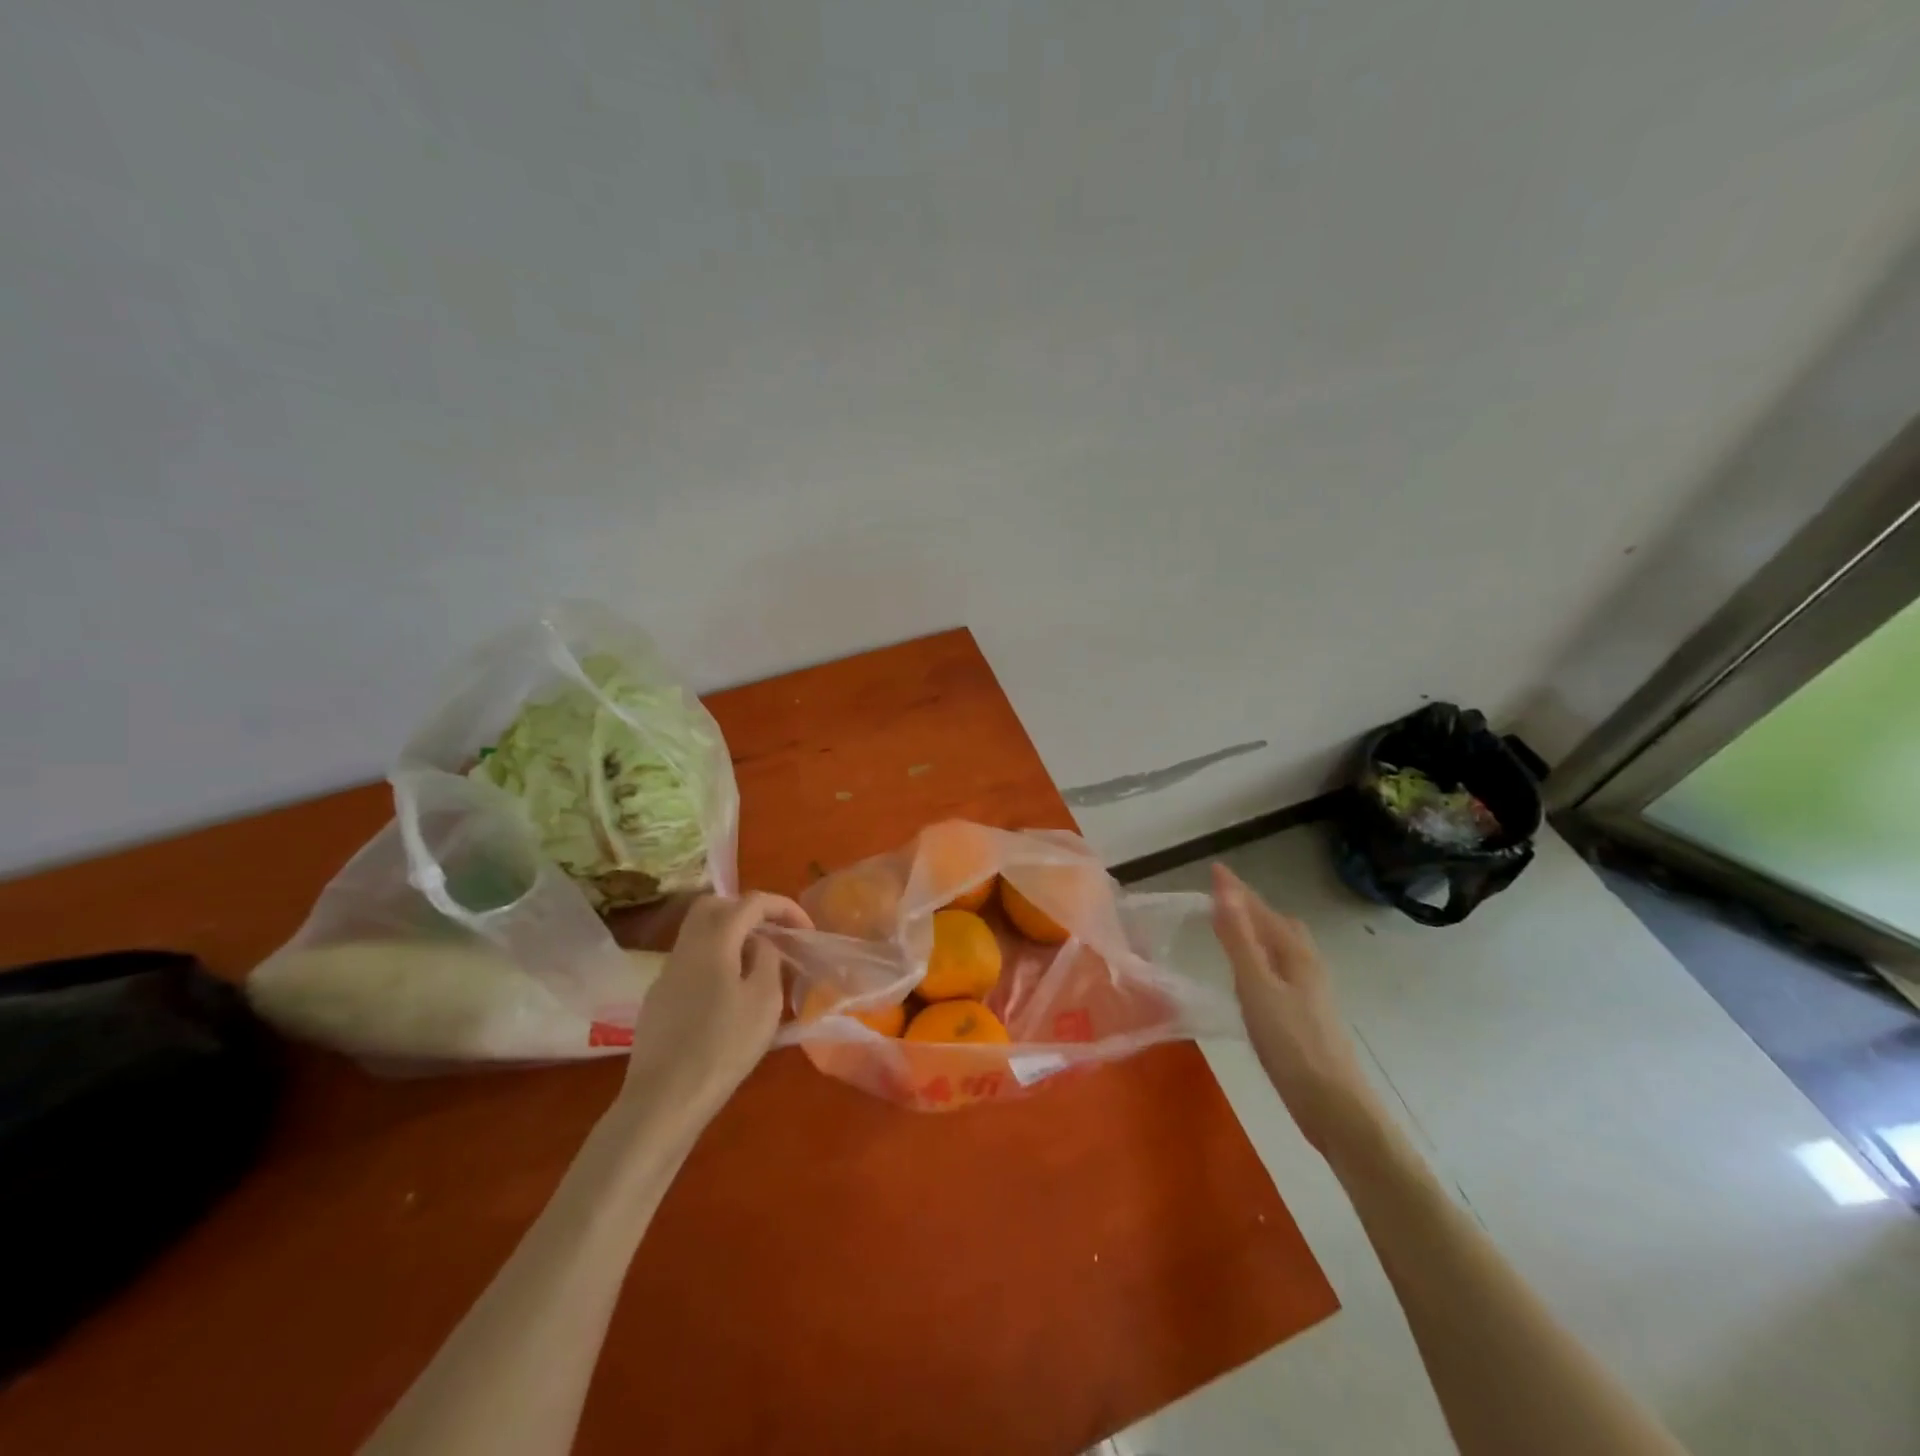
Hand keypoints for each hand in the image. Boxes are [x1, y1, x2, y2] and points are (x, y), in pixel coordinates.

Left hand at [620, 892, 811, 1120]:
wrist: (664, 1098)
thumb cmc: (723, 1046)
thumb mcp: (764, 1001)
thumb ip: (767, 960)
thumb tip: (760, 943)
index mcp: (714, 942)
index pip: (751, 902)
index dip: (783, 907)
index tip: (805, 929)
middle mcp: (685, 947)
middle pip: (714, 906)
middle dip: (747, 910)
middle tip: (773, 934)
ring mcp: (666, 973)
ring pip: (699, 934)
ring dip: (730, 937)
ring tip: (756, 967)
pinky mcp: (658, 1000)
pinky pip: (691, 963)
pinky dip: (714, 963)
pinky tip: (728, 998)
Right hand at [1210, 864, 1383, 1157]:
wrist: (1334, 1106)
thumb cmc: (1291, 1043)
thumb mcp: (1256, 987)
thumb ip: (1238, 939)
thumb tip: (1224, 890)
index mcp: (1295, 953)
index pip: (1261, 910)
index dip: (1236, 890)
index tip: (1214, 868)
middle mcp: (1307, 965)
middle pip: (1278, 924)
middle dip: (1252, 906)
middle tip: (1221, 899)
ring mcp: (1311, 991)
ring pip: (1283, 947)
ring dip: (1259, 930)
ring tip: (1233, 929)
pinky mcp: (1307, 1014)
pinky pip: (1282, 967)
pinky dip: (1263, 956)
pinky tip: (1253, 976)